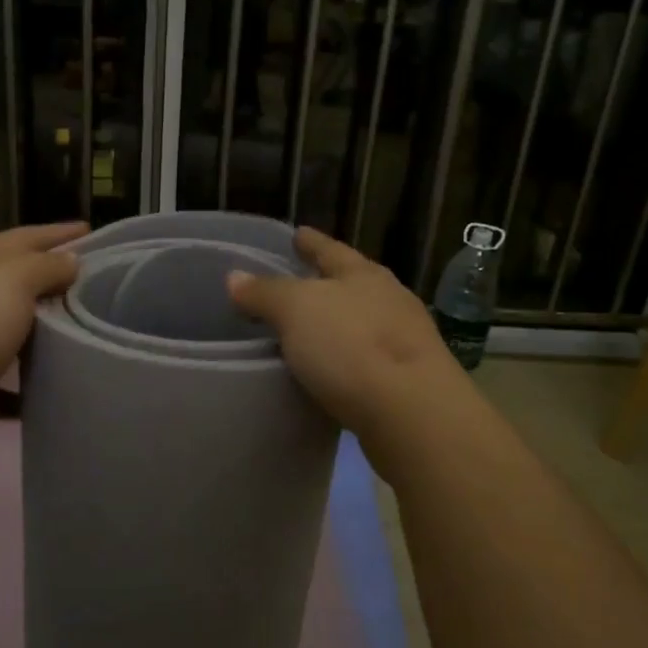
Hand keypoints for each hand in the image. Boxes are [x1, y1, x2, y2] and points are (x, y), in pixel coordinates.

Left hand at [0, 223, 85, 468]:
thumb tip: (70, 260)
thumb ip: (45, 266)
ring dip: (40, 328)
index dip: (56, 233)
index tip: (90, 229)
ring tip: (80, 328)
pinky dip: (28, 378)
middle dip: (49, 278)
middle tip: (91, 281)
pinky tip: (55, 380)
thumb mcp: (13, 281)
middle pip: (13, 281)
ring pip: (8, 329)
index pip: (21, 239)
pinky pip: (5, 378)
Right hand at [226, 227, 469, 457]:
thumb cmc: (351, 347)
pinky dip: (345, 360)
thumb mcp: (296, 310)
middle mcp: (390, 301)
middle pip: (352, 284)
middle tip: (298, 283)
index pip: (331, 250)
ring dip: (336, 324)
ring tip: (308, 330)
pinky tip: (329, 371)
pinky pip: (366, 360)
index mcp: (365, 275)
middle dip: (327, 283)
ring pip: (362, 323)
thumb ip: (265, 293)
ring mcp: (404, 342)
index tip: (297, 233)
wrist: (413, 414)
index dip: (311, 242)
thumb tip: (235, 277)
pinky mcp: (407, 382)